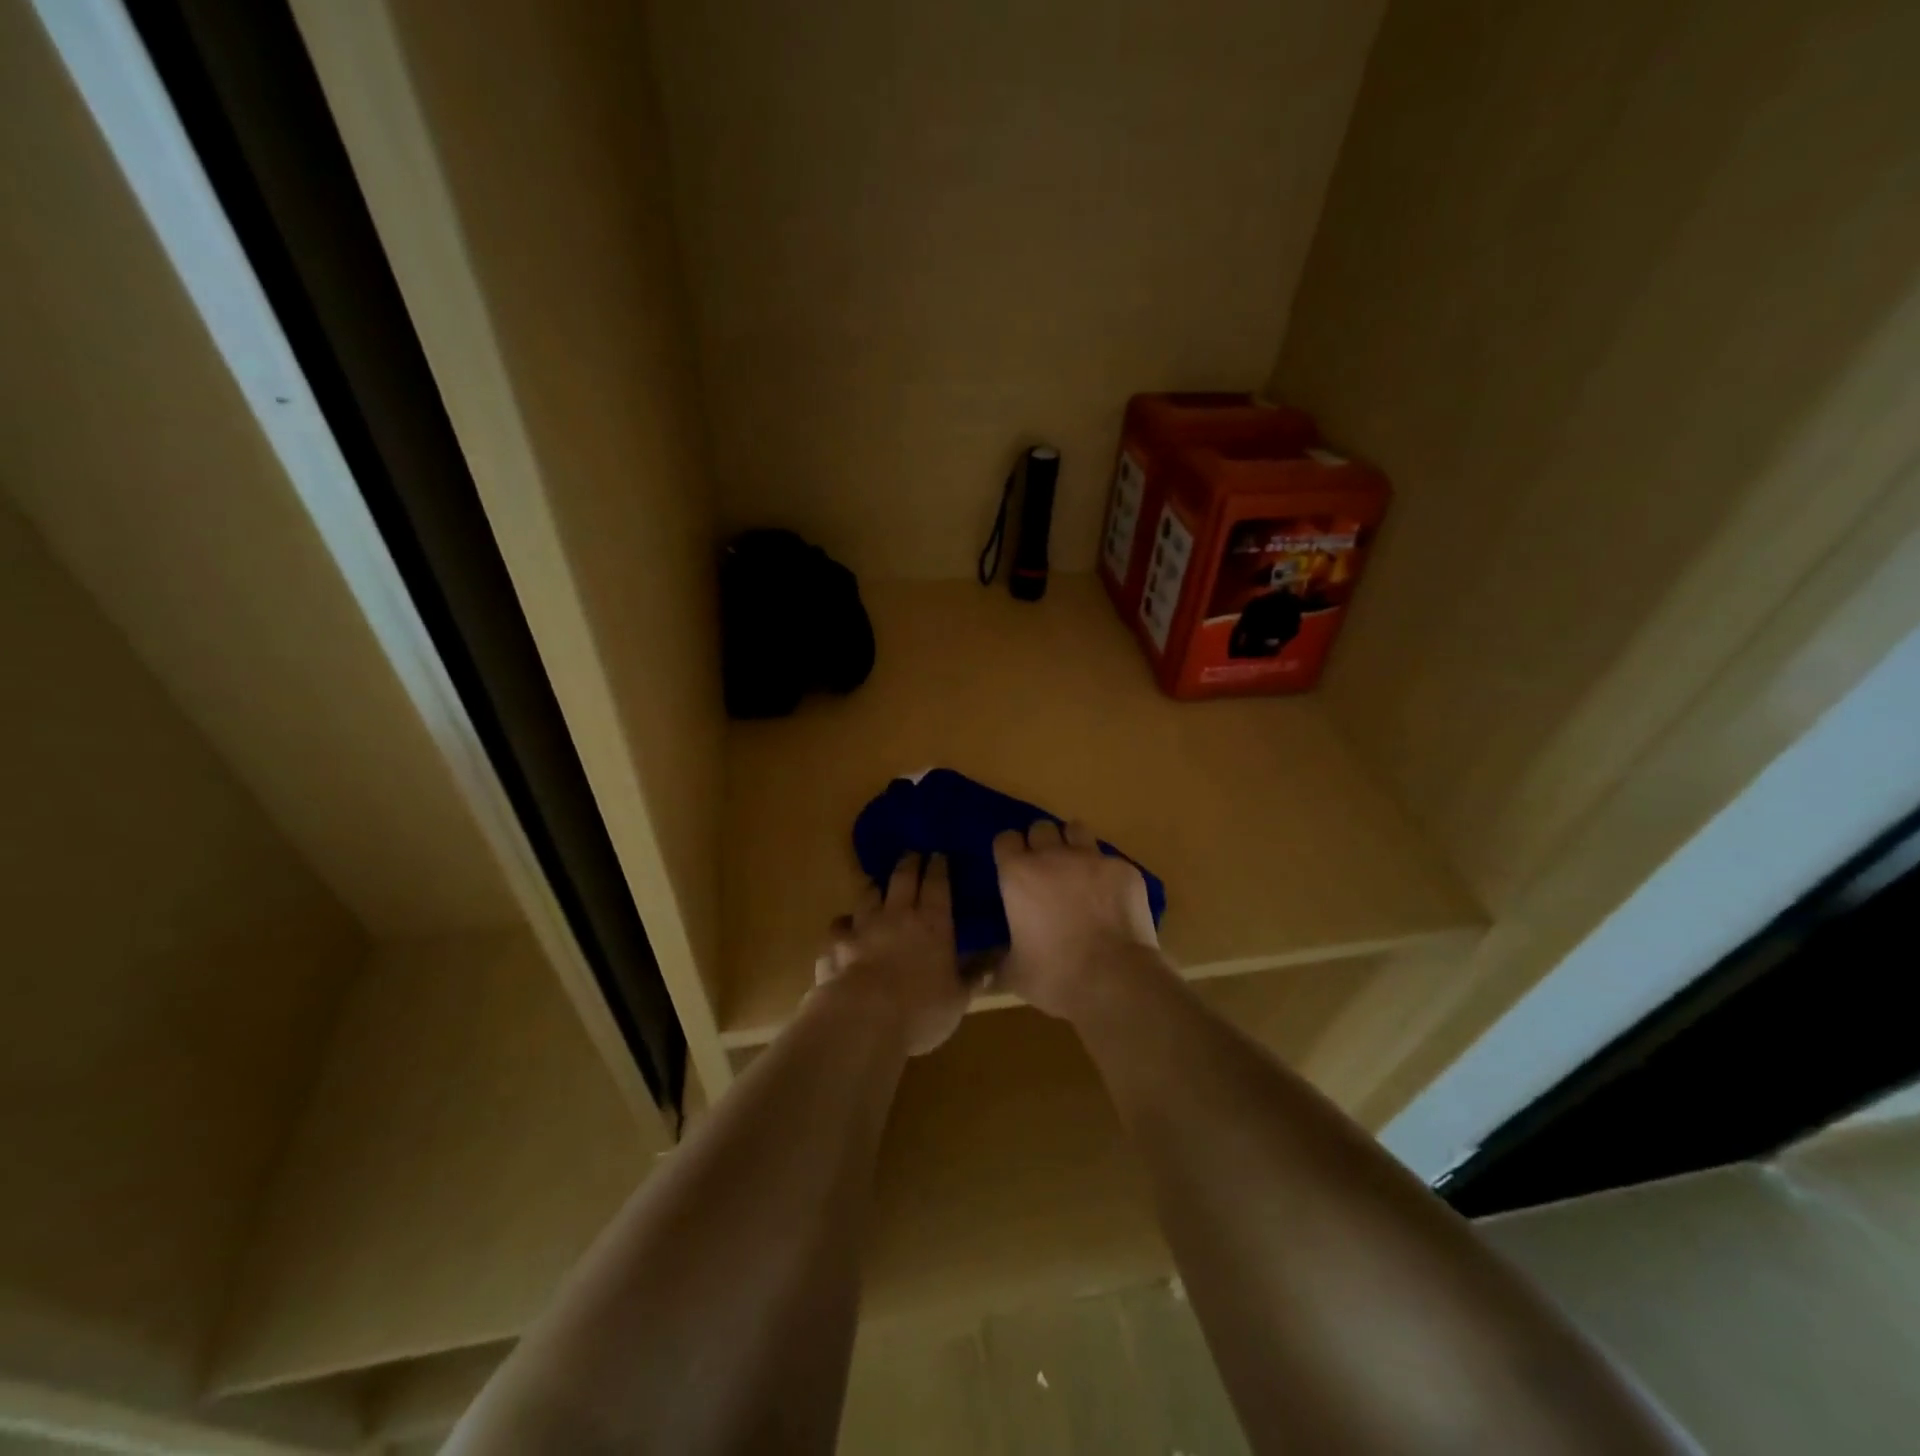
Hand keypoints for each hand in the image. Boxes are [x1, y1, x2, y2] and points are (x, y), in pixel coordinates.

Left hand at [814, 852, 967, 1055]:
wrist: (863, 1020)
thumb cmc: (921, 1010)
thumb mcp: (958, 998)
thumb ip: (974, 975)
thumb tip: (996, 960)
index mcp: (933, 923)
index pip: (938, 884)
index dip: (939, 866)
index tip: (939, 854)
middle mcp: (897, 915)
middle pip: (902, 878)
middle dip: (909, 862)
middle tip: (912, 853)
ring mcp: (862, 927)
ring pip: (868, 895)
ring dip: (875, 888)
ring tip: (878, 886)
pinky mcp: (835, 944)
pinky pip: (839, 926)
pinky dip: (844, 925)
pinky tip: (844, 929)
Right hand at [991, 820, 1162, 1022]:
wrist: (1115, 980)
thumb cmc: (1055, 976)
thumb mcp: (1014, 974)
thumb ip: (998, 964)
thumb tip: (984, 976)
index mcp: (1019, 874)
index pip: (1005, 839)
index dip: (1009, 851)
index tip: (1013, 867)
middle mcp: (1053, 856)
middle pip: (1041, 827)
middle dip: (1041, 843)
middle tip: (1046, 870)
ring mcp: (1092, 858)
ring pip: (1077, 830)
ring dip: (1073, 844)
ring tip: (1078, 870)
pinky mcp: (1124, 869)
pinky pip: (1110, 860)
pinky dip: (1107, 874)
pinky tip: (1111, 898)